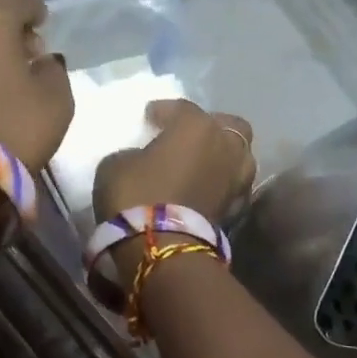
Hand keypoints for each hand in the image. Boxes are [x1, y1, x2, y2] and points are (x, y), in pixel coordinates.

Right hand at [92, 98, 255, 233]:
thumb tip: (142, 159)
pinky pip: (233, 185)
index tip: (150, 117)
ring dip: (222, 155)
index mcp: (196, 125)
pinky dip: (222, 183)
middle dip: (211, 126)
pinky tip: (205, 188)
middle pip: (228, 125)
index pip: (181, 108)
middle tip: (188, 136)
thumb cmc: (137, 195)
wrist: (163, 249)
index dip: (163, 111)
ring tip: (201, 163)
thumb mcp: (116, 164)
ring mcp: (238, 178)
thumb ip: (134, 153)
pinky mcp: (239, 208)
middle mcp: (225, 145)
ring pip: (239, 155)